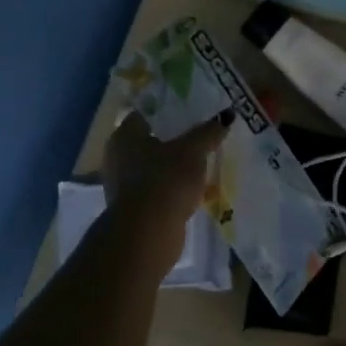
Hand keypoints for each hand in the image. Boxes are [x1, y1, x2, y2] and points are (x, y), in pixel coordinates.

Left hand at [102, 111, 230, 228]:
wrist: (148, 233)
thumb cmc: (165, 180)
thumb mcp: (193, 151)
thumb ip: (209, 132)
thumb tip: (227, 115)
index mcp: (125, 136)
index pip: (146, 114)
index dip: (169, 112)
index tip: (192, 113)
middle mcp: (118, 157)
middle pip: (151, 141)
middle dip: (175, 141)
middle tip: (202, 137)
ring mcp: (124, 185)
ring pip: (154, 167)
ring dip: (174, 167)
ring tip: (202, 164)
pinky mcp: (134, 209)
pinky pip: (158, 190)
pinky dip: (172, 188)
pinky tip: (193, 189)